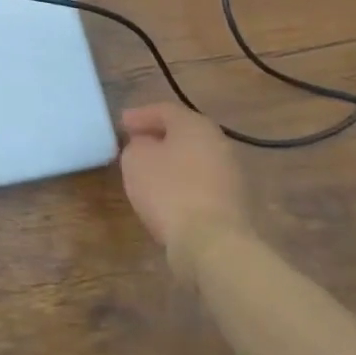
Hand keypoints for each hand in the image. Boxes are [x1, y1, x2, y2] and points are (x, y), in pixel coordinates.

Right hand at [119, 103, 251, 257]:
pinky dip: (183, 183)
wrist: (213, 244)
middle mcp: (218, 143)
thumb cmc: (169, 191)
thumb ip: (136, 145)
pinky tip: (167, 195)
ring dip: (172, 161)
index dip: (140, 115)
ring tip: (148, 171)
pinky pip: (201, 183)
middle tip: (135, 143)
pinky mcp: (234, 204)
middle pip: (183, 133)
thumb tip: (146, 147)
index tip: (121, 124)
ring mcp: (231, 174)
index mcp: (195, 125)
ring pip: (194, 159)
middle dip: (158, 137)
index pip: (165, 110)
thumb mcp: (135, 160)